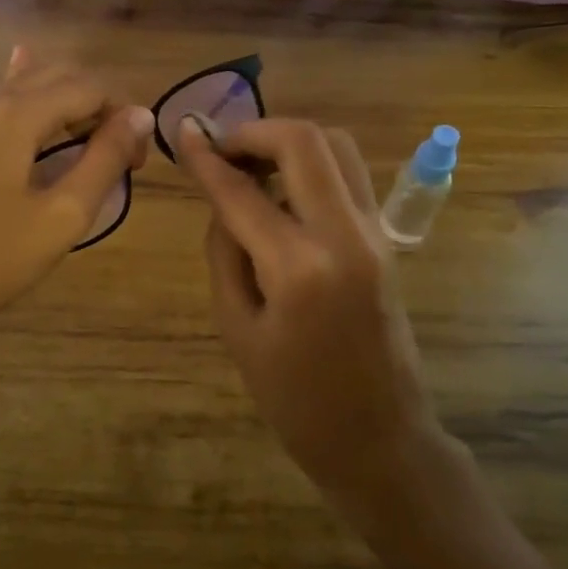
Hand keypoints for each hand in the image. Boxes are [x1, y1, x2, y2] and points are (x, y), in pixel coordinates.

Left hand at [0, 51, 152, 354]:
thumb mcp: (64, 215)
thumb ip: (106, 159)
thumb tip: (141, 115)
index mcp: (18, 113)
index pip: (90, 87)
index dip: (124, 116)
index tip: (136, 164)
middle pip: (59, 76)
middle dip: (99, 105)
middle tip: (119, 155)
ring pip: (28, 84)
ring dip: (68, 104)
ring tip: (89, 145)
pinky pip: (1, 101)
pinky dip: (32, 101)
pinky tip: (36, 98)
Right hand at [176, 116, 447, 507]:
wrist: (379, 437)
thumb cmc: (295, 399)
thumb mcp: (238, 329)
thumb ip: (225, 252)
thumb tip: (222, 198)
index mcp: (300, 268)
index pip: (243, 193)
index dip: (206, 159)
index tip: (181, 133)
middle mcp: (346, 235)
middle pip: (304, 142)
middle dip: (255, 132)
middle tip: (221, 151)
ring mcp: (375, 233)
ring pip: (336, 147)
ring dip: (288, 143)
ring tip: (251, 167)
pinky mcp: (386, 238)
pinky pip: (348, 176)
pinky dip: (312, 165)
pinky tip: (282, 192)